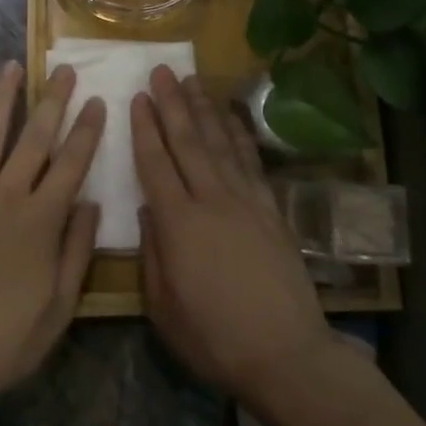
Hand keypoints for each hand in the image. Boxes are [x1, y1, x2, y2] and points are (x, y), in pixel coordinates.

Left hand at [0, 62, 104, 414]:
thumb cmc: (5, 341)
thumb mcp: (60, 307)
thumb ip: (77, 250)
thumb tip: (91, 204)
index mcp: (41, 220)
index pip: (72, 163)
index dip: (87, 130)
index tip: (98, 100)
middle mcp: (6, 196)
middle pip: (35, 138)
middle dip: (53, 101)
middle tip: (65, 70)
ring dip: (1, 98)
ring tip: (12, 66)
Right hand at [134, 66, 331, 408]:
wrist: (286, 354)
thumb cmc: (215, 339)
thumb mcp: (164, 308)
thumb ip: (151, 255)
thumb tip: (149, 211)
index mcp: (179, 225)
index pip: (156, 164)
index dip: (145, 129)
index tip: (138, 97)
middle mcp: (211, 201)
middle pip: (188, 142)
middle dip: (172, 104)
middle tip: (162, 71)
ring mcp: (245, 201)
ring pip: (220, 143)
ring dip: (204, 109)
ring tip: (193, 80)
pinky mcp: (271, 210)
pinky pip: (251, 161)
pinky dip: (240, 134)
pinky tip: (232, 116)